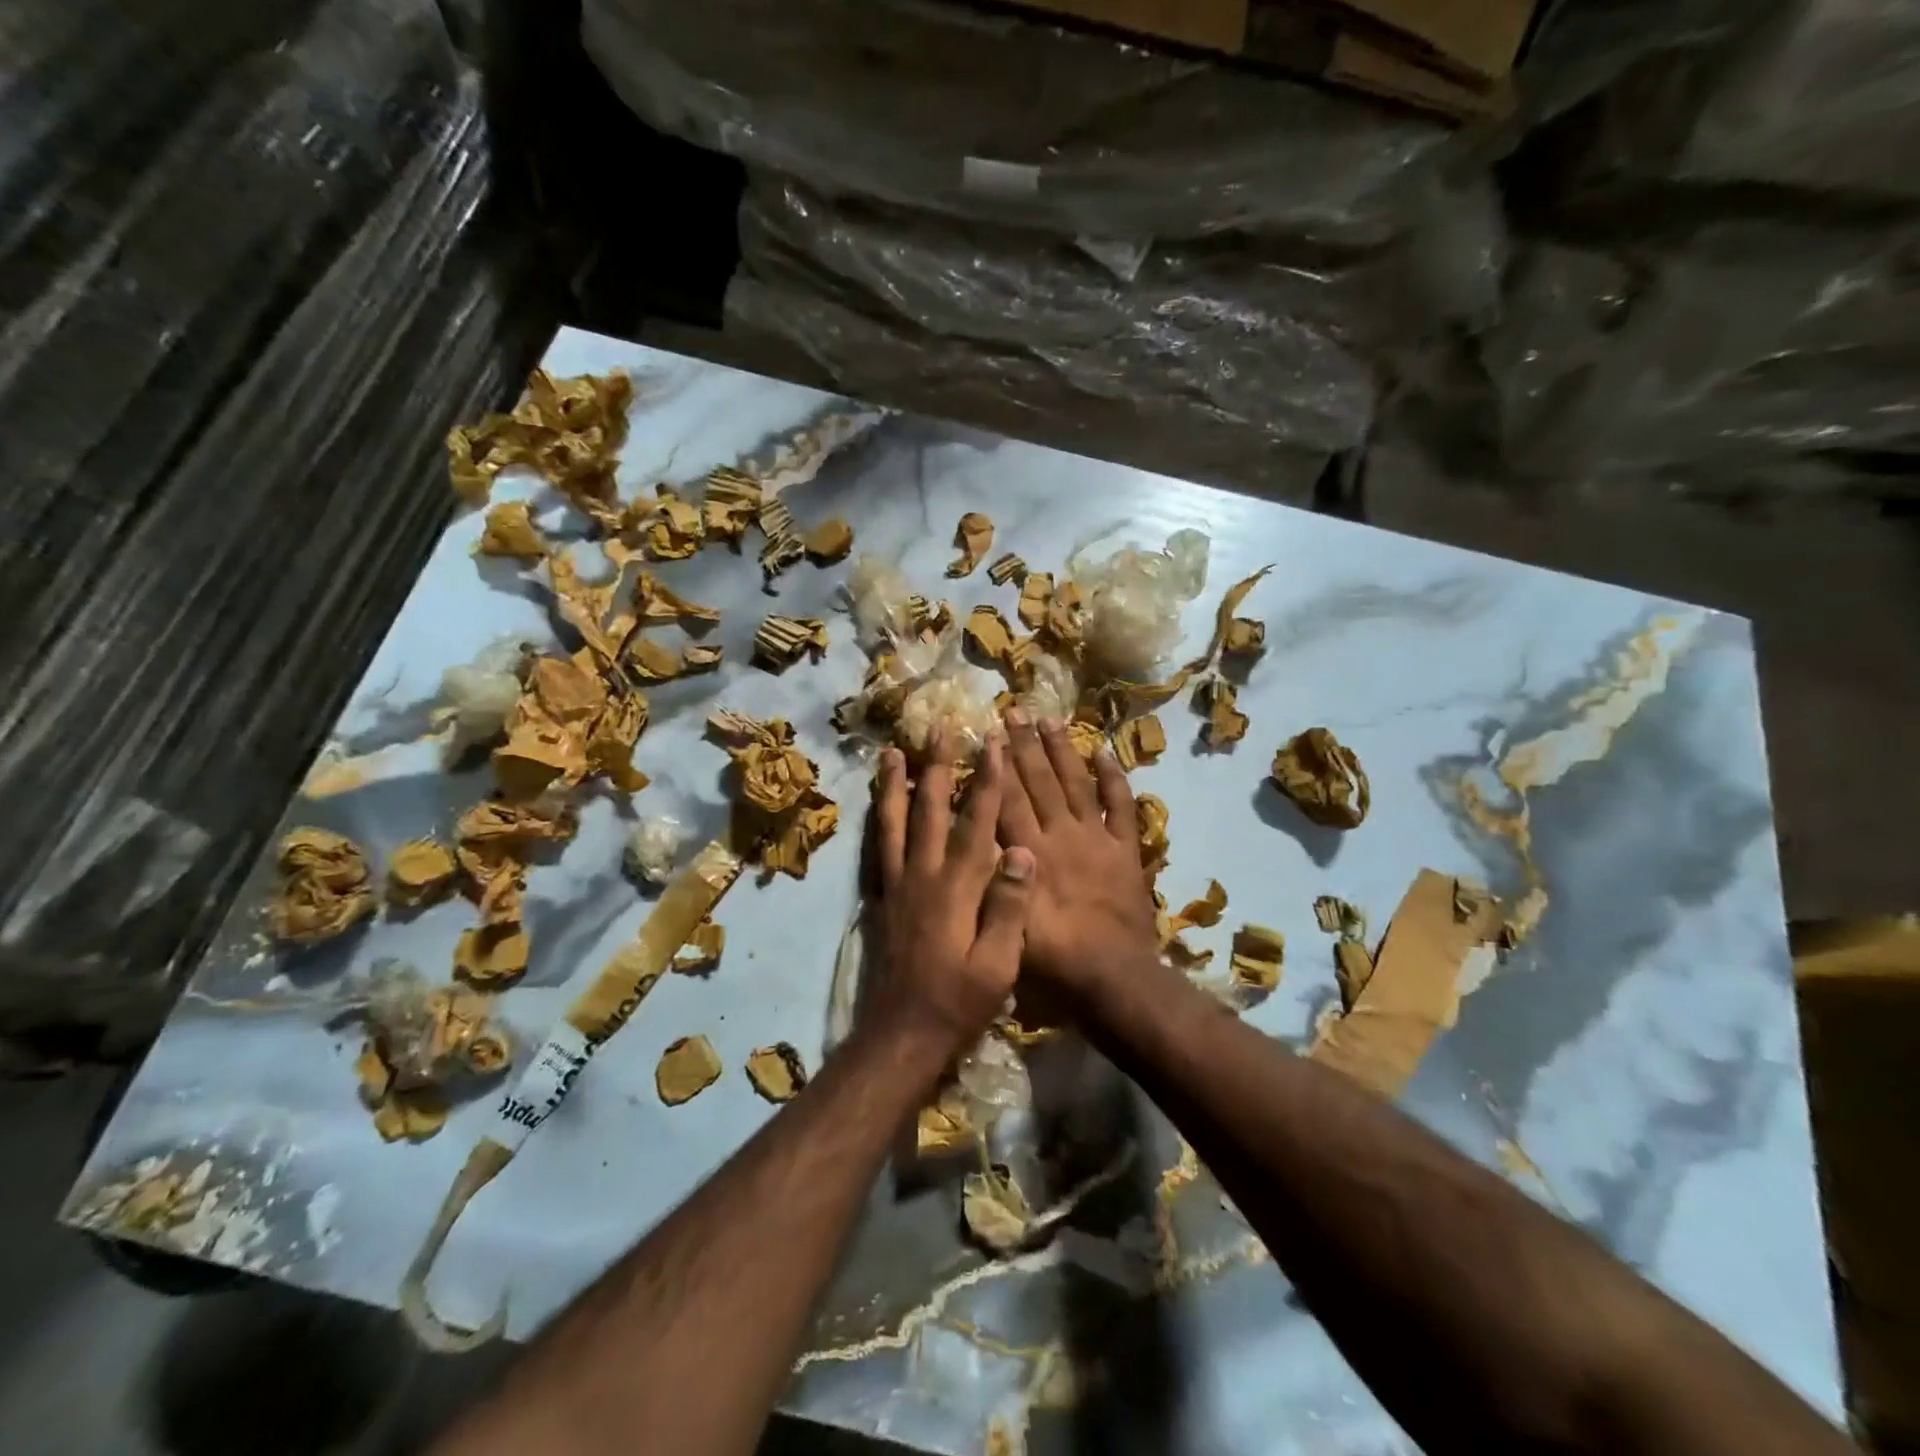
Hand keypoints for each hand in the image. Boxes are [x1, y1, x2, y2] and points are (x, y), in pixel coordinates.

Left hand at [869, 729, 1035, 1051]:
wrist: (903, 1033)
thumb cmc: (959, 1001)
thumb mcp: (997, 964)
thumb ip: (1009, 907)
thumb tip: (1022, 851)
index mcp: (956, 887)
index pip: (975, 822)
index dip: (986, 781)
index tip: (991, 744)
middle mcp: (922, 875)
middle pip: (929, 809)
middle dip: (937, 767)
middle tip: (939, 729)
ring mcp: (897, 884)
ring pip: (894, 822)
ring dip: (895, 784)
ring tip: (892, 751)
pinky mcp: (881, 898)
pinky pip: (877, 848)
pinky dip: (878, 820)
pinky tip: (877, 806)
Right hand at [996, 710, 1160, 997]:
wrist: (1112, 976)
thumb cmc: (1052, 958)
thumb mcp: (1006, 921)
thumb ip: (994, 878)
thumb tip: (978, 840)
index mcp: (1030, 851)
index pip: (1009, 798)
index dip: (998, 764)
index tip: (988, 733)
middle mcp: (1061, 834)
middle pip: (1039, 781)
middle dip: (1025, 744)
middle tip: (1014, 710)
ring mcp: (1096, 838)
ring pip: (1076, 784)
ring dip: (1062, 751)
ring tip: (1050, 719)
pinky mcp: (1125, 850)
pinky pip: (1121, 806)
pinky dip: (1114, 778)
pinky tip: (1104, 751)